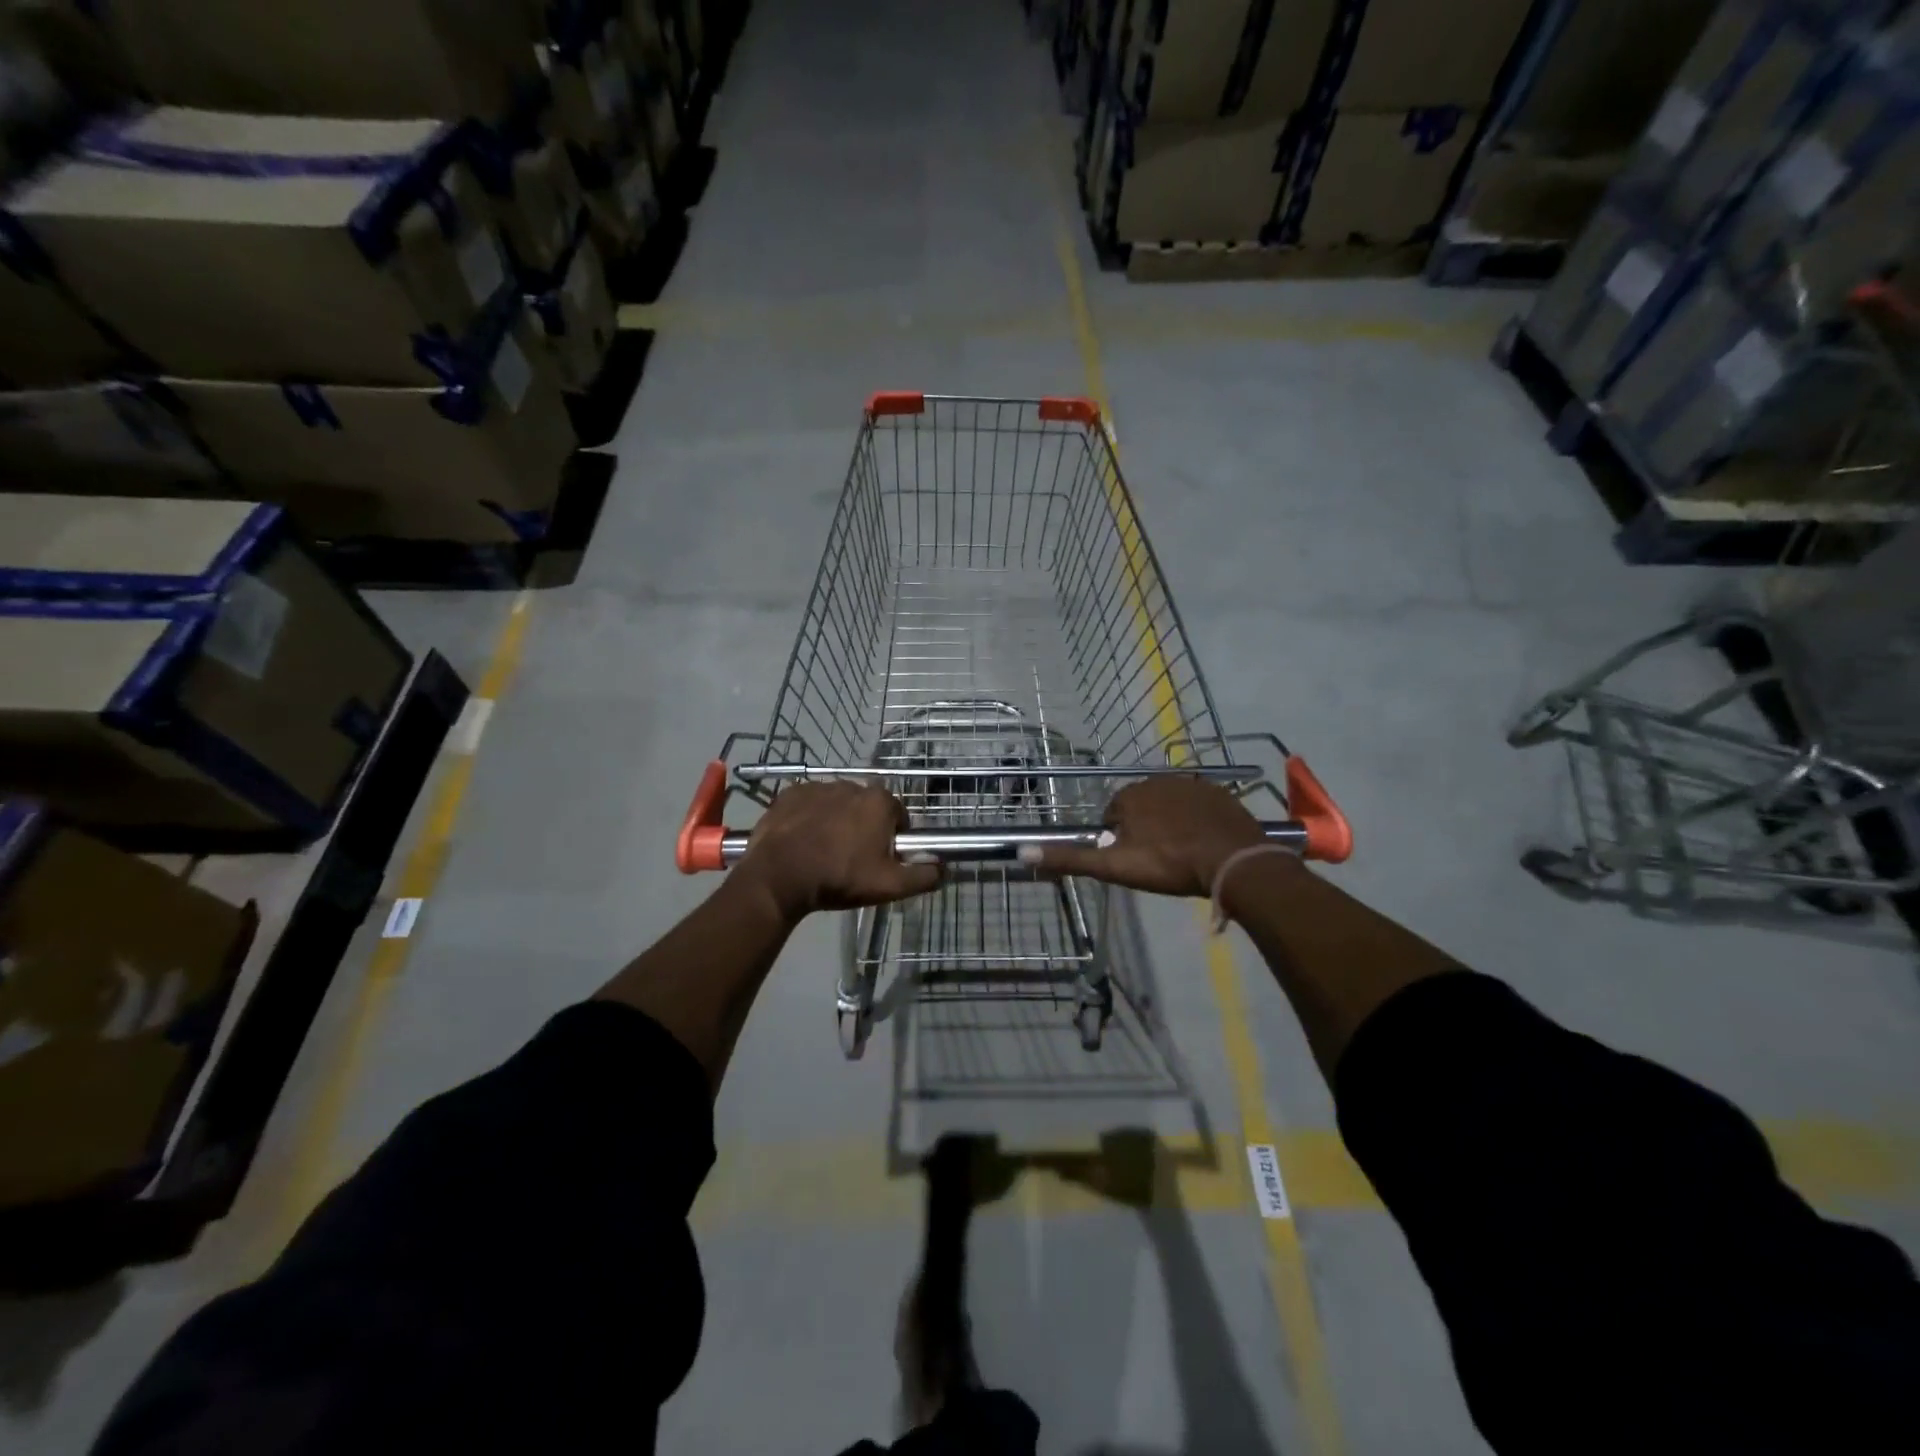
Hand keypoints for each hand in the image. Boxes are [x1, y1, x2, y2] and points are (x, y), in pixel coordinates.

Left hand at [735, 780, 940, 921]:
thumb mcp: (889, 886)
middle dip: (864, 828)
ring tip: (824, 852)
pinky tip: (802, 842)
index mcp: (879, 802)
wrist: (779, 877)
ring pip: (837, 804)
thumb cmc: (839, 877)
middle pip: (867, 808)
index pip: (898, 816)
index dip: (893, 838)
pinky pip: (808, 804)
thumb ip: (923, 876)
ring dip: (836, 821)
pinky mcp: (790, 794)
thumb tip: (944, 868)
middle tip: (852, 860)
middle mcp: (852, 785)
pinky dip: (809, 818)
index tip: (881, 859)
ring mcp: (818, 787)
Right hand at [1024, 776, 1272, 897]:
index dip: (1119, 840)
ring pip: (1169, 804)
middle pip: (1141, 807)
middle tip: (1159, 859)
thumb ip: (1071, 859)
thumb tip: (1022, 851)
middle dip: (1145, 828)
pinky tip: (1204, 841)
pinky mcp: (1218, 792)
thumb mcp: (1115, 867)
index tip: (1134, 860)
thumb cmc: (1169, 864)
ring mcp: (1190, 784)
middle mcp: (1156, 781)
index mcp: (1129, 796)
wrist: (1233, 861)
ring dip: (1170, 822)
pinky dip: (1196, 819)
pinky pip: (1198, 804)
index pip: (1113, 815)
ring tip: (1183, 852)